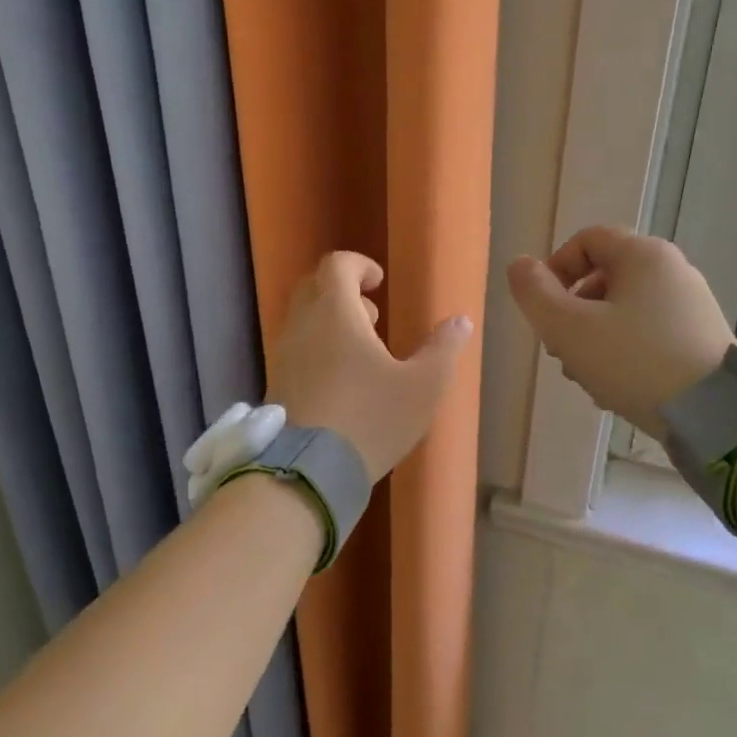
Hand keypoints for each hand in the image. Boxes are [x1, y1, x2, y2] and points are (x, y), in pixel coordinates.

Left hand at [266, 252, 474, 480]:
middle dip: (344, 292)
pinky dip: (317, 347)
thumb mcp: (422, 386)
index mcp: (335, 312)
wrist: (307, 471)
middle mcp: (302, 325)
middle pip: (315, 287)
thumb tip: (460, 321)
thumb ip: (443, 349)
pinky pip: (296, 348)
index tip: (379, 282)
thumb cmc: (370, 418)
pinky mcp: (276, 383)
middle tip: (372, 316)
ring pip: (303, 319)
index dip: (359, 265)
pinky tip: (341, 380)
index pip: (337, 265)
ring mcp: (283, 354)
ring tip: (362, 352)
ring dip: (330, 322)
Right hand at [507, 227, 733, 438]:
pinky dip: (625, 349)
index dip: (555, 268)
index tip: (544, 308)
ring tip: (586, 375)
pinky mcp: (702, 337)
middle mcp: (672, 269)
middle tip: (560, 348)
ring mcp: (691, 304)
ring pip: (625, 308)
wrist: (715, 415)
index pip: (586, 240)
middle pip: (604, 276)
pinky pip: (650, 331)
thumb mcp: (569, 328)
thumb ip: (534, 293)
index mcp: (643, 255)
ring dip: (595, 335)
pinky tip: (617, 386)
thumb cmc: (633, 361)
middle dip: (573, 311)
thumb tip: (519, 265)